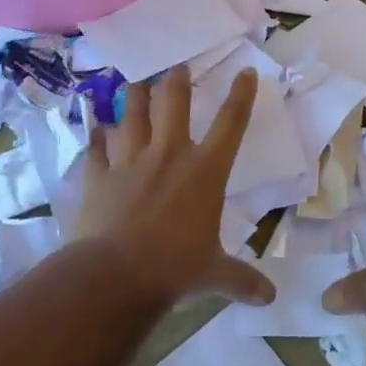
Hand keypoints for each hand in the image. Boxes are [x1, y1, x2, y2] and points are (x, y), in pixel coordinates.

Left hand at [73, 66, 274, 306]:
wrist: (113, 277)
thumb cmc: (174, 268)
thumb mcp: (215, 274)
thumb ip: (242, 280)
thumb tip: (270, 299)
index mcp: (205, 171)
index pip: (230, 123)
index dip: (241, 95)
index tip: (246, 71)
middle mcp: (169, 155)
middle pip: (174, 104)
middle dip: (177, 81)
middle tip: (177, 67)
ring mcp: (130, 162)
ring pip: (133, 115)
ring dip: (135, 96)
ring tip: (136, 81)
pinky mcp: (99, 177)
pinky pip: (96, 149)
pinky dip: (96, 137)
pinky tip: (95, 127)